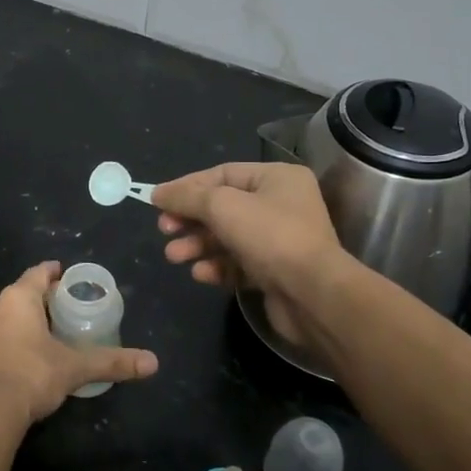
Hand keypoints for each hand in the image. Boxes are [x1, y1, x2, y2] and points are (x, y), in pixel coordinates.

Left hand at [0, 262, 157, 433]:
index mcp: (17, 299)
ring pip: (2, 317)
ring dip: (19, 321)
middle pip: (20, 295)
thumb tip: (152, 362)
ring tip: (41, 335)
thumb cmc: (32, 376)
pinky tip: (18, 358)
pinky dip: (4, 342)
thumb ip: (112, 362)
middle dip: (39, 300)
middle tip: (62, 310)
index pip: (37, 273)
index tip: (65, 276)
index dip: (53, 273)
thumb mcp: (75, 368)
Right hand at [153, 162, 345, 344]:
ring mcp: (280, 241)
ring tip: (174, 257)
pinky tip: (201, 274)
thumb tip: (158, 193)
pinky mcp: (276, 273)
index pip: (222, 174)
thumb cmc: (270, 237)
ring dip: (198, 246)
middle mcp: (281, 205)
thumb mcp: (222, 206)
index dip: (187, 187)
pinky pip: (238, 264)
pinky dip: (217, 267)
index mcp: (277, 179)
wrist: (314, 295)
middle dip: (190, 221)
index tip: (157, 202)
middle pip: (223, 207)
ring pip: (227, 238)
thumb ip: (187, 197)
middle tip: (164, 231)